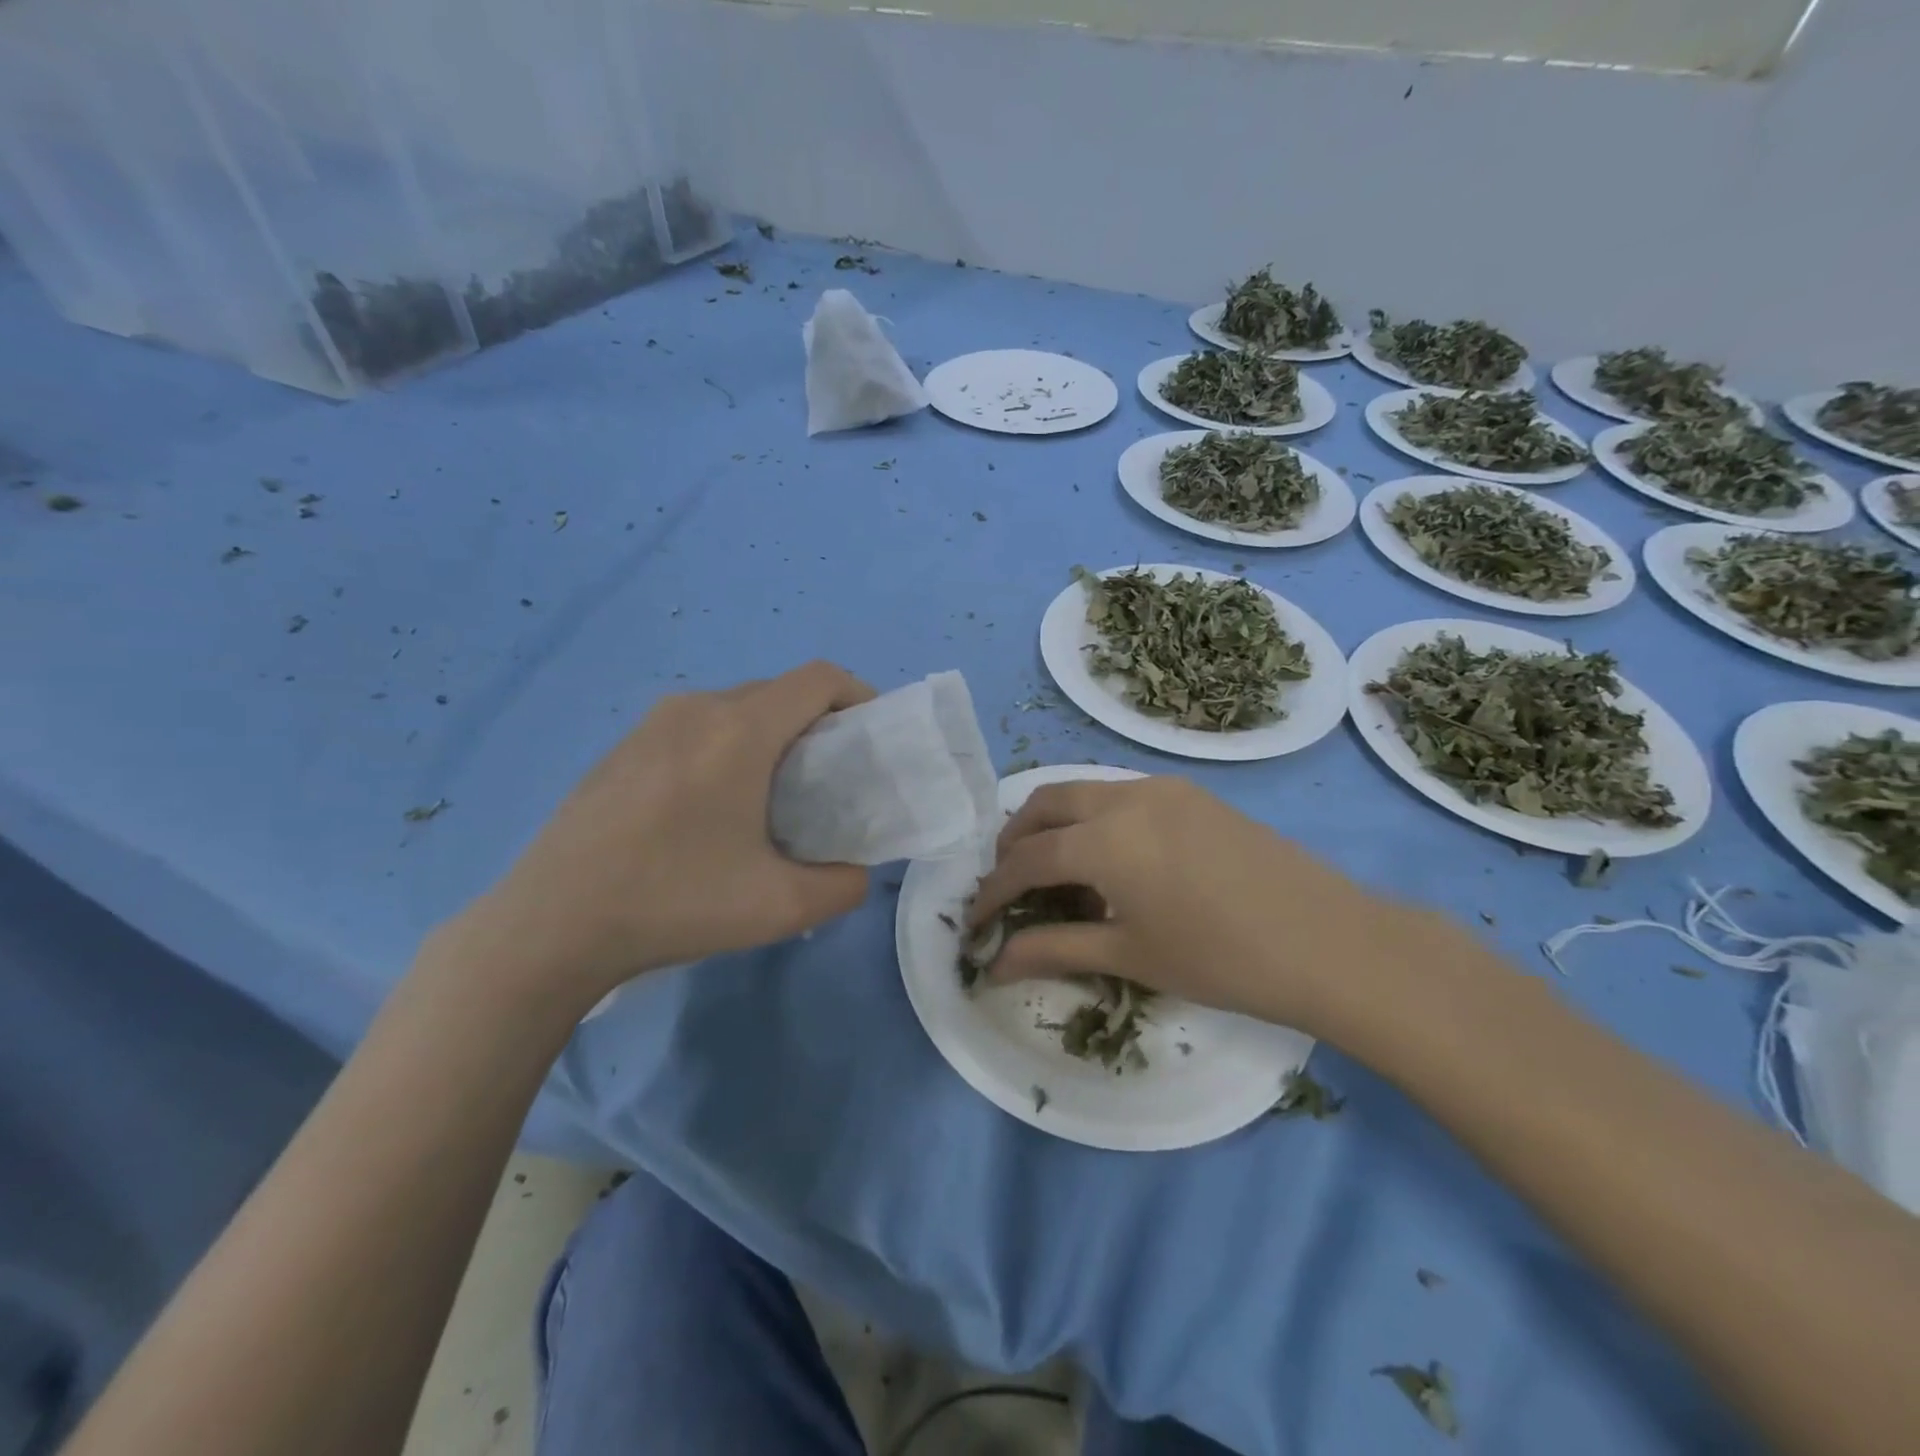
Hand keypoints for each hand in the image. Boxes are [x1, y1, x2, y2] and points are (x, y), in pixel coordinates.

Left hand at [453, 662, 875, 1005]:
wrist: (551, 925)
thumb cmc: (674, 903)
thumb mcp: (780, 908)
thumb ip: (843, 885)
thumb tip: (856, 872)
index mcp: (739, 730)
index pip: (819, 678)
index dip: (859, 696)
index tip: (872, 740)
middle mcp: (697, 708)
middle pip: (780, 691)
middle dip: (819, 722)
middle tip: (831, 779)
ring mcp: (652, 724)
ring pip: (736, 708)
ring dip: (772, 735)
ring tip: (775, 795)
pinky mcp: (623, 747)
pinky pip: (697, 727)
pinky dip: (728, 746)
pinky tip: (713, 808)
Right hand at [967, 775, 1419, 1034]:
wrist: (1331, 942)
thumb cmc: (1222, 959)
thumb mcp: (1130, 955)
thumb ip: (1054, 949)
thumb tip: (993, 965)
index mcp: (1104, 839)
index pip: (1026, 859)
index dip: (994, 891)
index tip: (977, 921)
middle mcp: (1125, 796)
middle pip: (1045, 804)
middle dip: (1014, 841)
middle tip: (1008, 885)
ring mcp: (1162, 787)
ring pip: (1083, 792)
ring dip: (1054, 825)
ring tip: (1053, 872)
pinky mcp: (1191, 793)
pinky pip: (1121, 794)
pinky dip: (1094, 819)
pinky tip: (1109, 860)